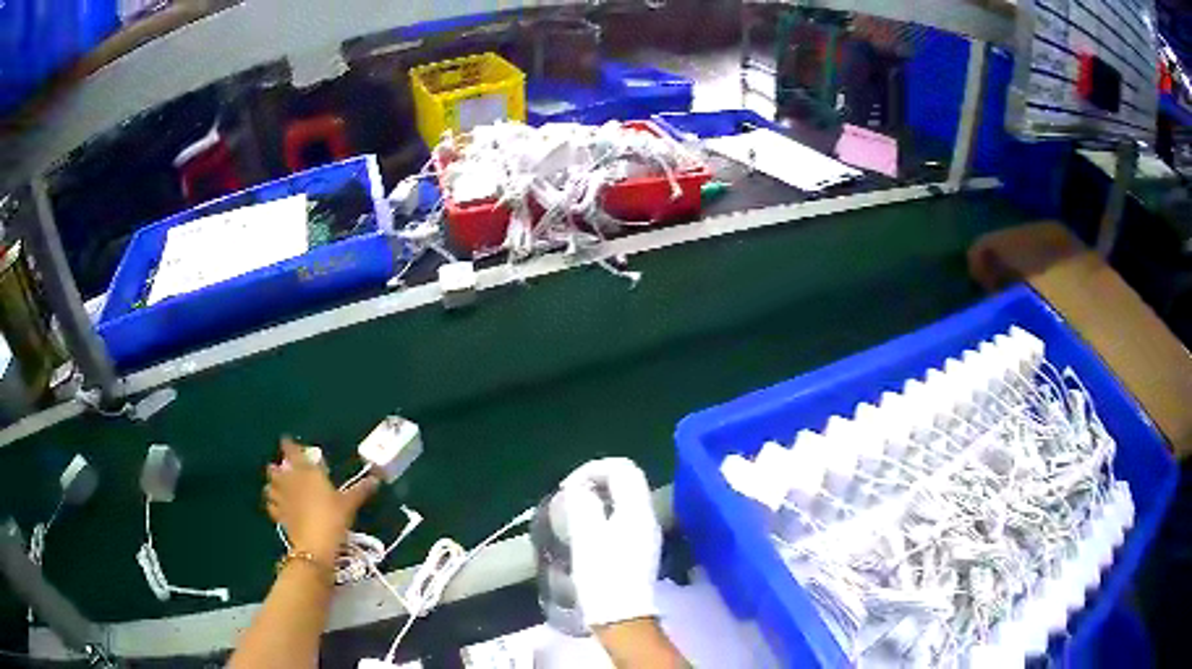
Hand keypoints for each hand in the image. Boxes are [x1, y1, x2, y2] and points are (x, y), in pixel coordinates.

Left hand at [265, 438, 378, 563]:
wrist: (315, 544)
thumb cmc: (332, 517)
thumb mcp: (349, 503)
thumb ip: (360, 490)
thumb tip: (376, 479)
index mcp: (306, 472)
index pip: (292, 452)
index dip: (288, 444)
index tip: (285, 440)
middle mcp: (290, 481)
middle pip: (276, 469)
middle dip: (277, 467)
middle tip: (282, 468)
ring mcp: (282, 499)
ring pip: (270, 486)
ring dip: (272, 484)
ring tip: (276, 486)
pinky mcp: (279, 516)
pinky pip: (271, 506)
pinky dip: (272, 503)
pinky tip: (276, 506)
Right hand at [562, 458, 661, 628]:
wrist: (622, 616)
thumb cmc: (602, 576)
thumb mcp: (586, 537)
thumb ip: (583, 504)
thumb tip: (579, 487)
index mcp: (637, 510)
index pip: (623, 468)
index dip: (593, 469)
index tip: (569, 487)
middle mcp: (647, 517)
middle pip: (626, 482)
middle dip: (595, 481)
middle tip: (569, 498)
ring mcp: (646, 534)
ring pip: (624, 500)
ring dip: (598, 499)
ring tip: (573, 514)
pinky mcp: (640, 549)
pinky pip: (623, 518)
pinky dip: (604, 515)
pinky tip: (587, 533)